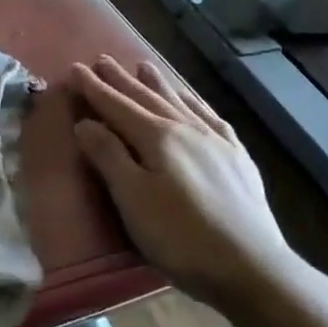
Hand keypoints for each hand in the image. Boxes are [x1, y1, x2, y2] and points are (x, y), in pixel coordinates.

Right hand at [72, 55, 286, 304]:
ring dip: (159, 83)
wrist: (252, 267)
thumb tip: (85, 123)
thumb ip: (109, 157)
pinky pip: (211, 117)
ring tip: (144, 65)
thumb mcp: (133, 200)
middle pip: (147, 97)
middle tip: (102, 59)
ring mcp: (216, 141)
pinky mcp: (238, 158)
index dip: (94, 88)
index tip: (75, 68)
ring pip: (180, 101)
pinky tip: (193, 101)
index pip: (117, 105)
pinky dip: (196, 103)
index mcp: (157, 137)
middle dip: (121, 79)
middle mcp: (187, 128)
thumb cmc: (181, 237)